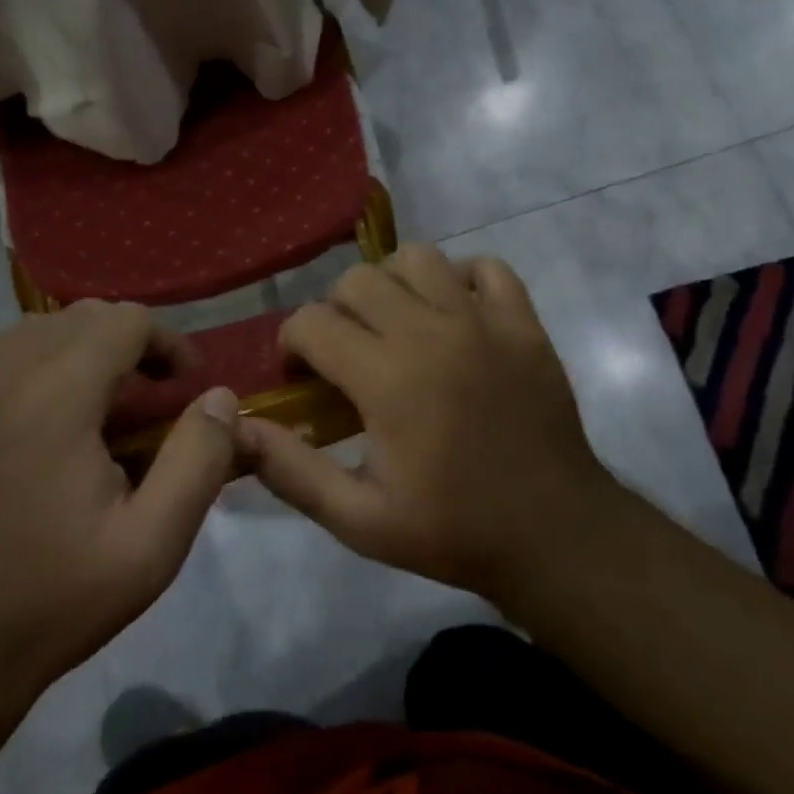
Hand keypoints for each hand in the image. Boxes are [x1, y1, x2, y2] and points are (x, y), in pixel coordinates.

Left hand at [0, 302, 239, 721]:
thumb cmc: (55, 601)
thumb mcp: (152, 545)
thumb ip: (199, 460)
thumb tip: (221, 396)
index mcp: (56, 398)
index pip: (123, 321)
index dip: (167, 342)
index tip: (186, 386)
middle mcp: (2, 378)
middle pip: (80, 316)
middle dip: (128, 340)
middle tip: (153, 393)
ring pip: (34, 331)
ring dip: (80, 348)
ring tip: (102, 401)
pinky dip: (32, 366)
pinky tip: (42, 418)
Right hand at [239, 245, 621, 606]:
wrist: (554, 535)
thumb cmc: (452, 530)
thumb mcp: (359, 520)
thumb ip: (292, 471)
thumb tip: (239, 429)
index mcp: (387, 378)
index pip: (312, 322)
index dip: (293, 345)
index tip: (304, 378)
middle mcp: (431, 332)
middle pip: (358, 279)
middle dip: (336, 311)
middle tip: (348, 353)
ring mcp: (483, 321)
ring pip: (418, 258)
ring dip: (394, 284)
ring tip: (398, 325)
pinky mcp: (523, 322)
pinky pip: (487, 267)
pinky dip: (462, 279)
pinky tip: (455, 315)